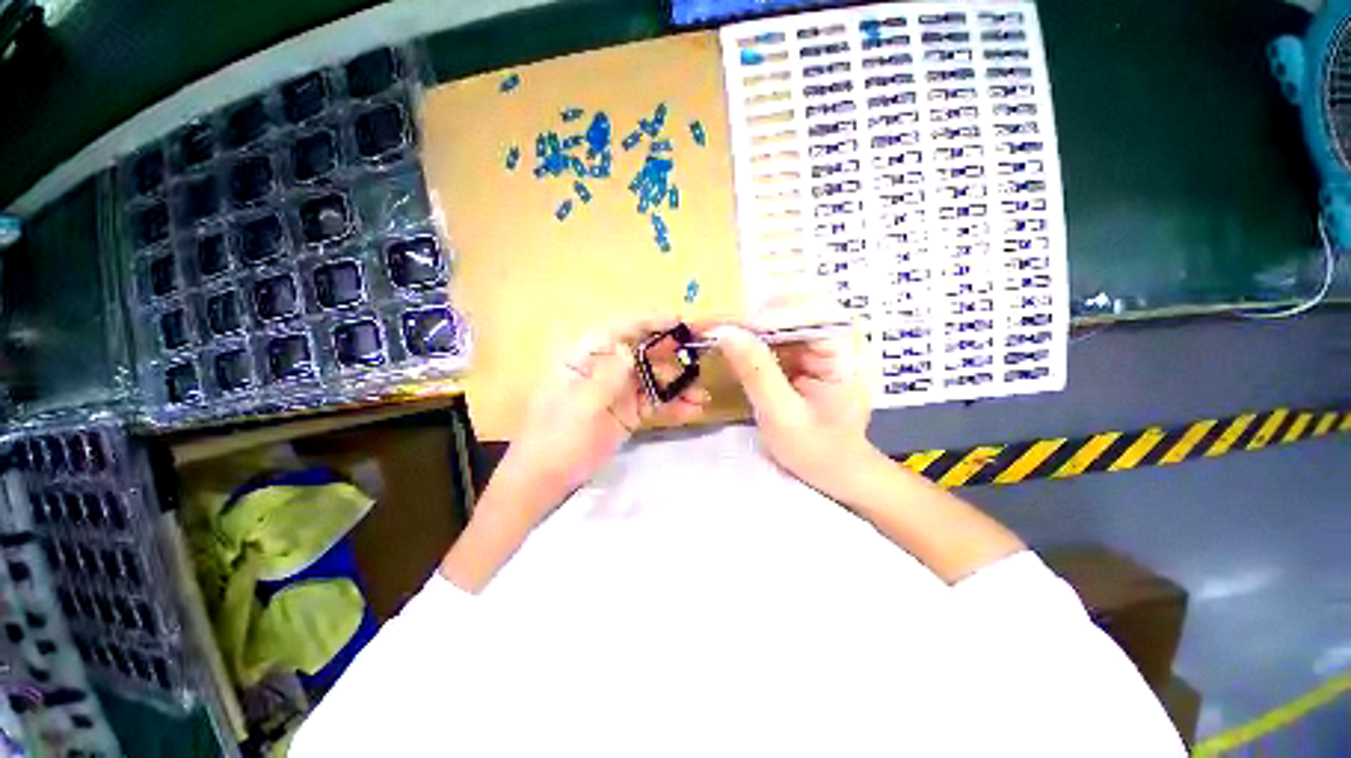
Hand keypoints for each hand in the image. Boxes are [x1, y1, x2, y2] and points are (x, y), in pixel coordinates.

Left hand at [504, 316, 710, 513]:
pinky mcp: (629, 411)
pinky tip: (693, 411)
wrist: (548, 478)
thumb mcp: (581, 405)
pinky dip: (673, 405)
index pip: (619, 330)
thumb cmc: (557, 437)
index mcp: (584, 356)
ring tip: (701, 396)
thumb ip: (607, 376)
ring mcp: (618, 390)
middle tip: (702, 357)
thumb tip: (631, 350)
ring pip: (654, 378)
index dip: (650, 322)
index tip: (679, 321)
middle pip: (643, 351)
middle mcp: (605, 367)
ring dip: (678, 385)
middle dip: (672, 354)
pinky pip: (655, 402)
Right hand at [711, 320, 871, 496]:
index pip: (806, 311)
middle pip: (793, 307)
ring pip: (782, 319)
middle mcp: (836, 340)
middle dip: (753, 311)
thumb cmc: (816, 450)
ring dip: (749, 323)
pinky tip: (731, 341)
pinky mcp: (807, 357)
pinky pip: (777, 337)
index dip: (764, 312)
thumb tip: (725, 333)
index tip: (725, 321)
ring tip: (717, 327)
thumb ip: (756, 372)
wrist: (836, 471)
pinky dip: (752, 338)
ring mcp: (821, 347)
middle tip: (716, 319)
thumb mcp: (782, 414)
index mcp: (844, 352)